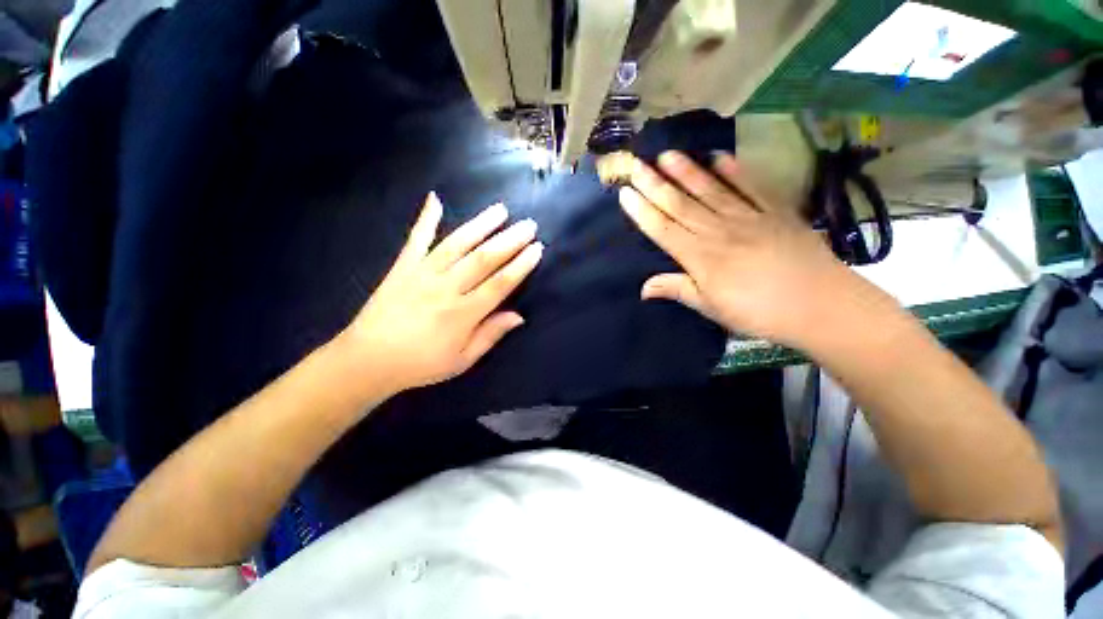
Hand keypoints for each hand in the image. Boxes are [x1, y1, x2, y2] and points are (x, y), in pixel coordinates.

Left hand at [339, 193, 542, 394]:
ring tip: (500, 209)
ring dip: (481, 225)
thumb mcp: (462, 360)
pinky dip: (426, 218)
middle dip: (510, 240)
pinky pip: (417, 239)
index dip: (521, 265)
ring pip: (457, 243)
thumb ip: (490, 335)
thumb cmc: (420, 364)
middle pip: (484, 259)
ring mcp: (423, 273)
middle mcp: (446, 288)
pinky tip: (435, 198)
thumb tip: (519, 316)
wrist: (367, 360)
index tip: (537, 249)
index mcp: (463, 314)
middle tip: (529, 225)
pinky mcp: (403, 267)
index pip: (500, 283)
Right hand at [619, 151, 869, 347]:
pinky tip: (719, 157)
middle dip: (655, 184)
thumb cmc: (757, 311)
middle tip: (636, 164)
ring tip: (668, 154)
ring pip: (710, 190)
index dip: (642, 211)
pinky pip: (750, 187)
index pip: (662, 229)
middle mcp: (717, 230)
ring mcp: (747, 217)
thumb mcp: (711, 307)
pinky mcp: (774, 211)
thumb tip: (643, 288)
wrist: (820, 305)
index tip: (625, 193)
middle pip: (680, 204)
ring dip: (687, 171)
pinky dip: (735, 171)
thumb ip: (677, 290)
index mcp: (700, 256)